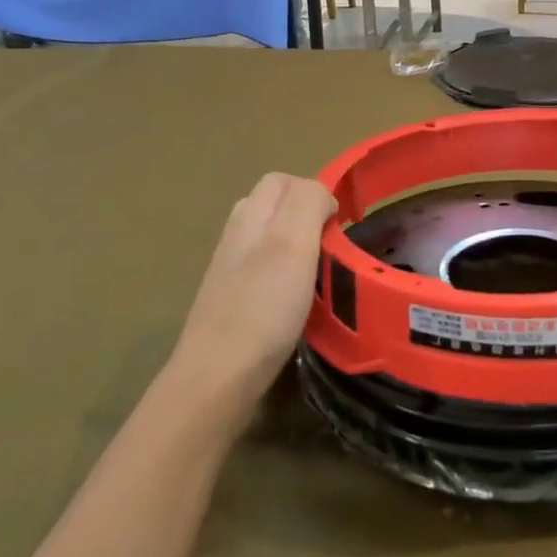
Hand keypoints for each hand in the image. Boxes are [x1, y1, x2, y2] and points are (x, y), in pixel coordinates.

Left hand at [168, 173, 336, 415]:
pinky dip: (285, 272)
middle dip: (306, 214)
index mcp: (250, 214)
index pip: (283, 180)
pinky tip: (296, 299)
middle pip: (274, 204)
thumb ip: (308, 203)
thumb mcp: (294, 243)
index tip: (338, 225)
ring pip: (269, 236)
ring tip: (318, 271)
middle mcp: (237, 233)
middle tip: (330, 245)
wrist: (218, 375)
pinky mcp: (231, 297)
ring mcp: (230, 266)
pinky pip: (263, 267)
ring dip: (297, 244)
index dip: (315, 192)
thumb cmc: (263, 306)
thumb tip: (321, 194)